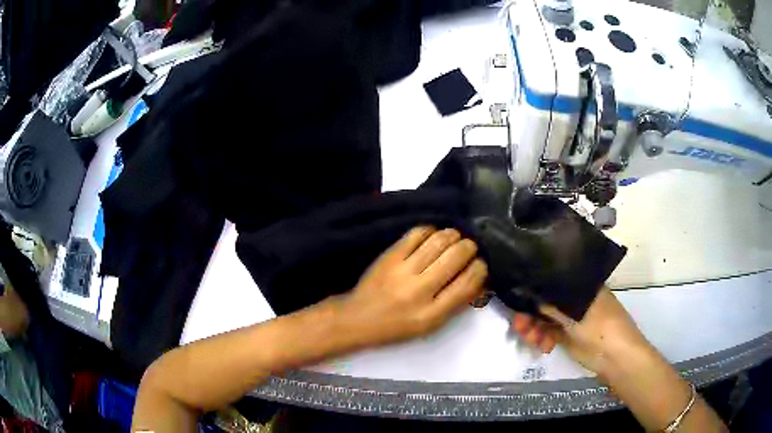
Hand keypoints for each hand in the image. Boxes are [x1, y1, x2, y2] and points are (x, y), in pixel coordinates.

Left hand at [336, 227, 486, 347]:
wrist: (359, 318)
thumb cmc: (398, 327)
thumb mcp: (431, 325)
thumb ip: (457, 303)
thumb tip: (480, 278)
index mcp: (433, 314)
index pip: (469, 283)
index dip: (481, 268)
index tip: (480, 264)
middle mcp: (420, 290)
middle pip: (457, 256)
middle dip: (470, 248)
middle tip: (469, 249)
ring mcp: (403, 270)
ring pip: (440, 240)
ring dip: (454, 235)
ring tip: (454, 239)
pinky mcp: (389, 255)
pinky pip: (417, 233)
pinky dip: (431, 230)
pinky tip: (433, 236)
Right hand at [511, 288, 651, 376]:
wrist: (616, 358)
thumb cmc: (601, 328)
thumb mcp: (574, 314)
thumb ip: (550, 305)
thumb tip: (526, 293)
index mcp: (580, 286)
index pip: (552, 282)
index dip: (533, 291)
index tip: (518, 300)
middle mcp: (574, 299)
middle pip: (546, 302)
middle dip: (530, 313)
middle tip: (519, 325)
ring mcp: (571, 318)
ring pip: (546, 319)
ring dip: (534, 329)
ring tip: (530, 339)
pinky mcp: (568, 336)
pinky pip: (549, 334)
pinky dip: (542, 339)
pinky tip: (542, 346)